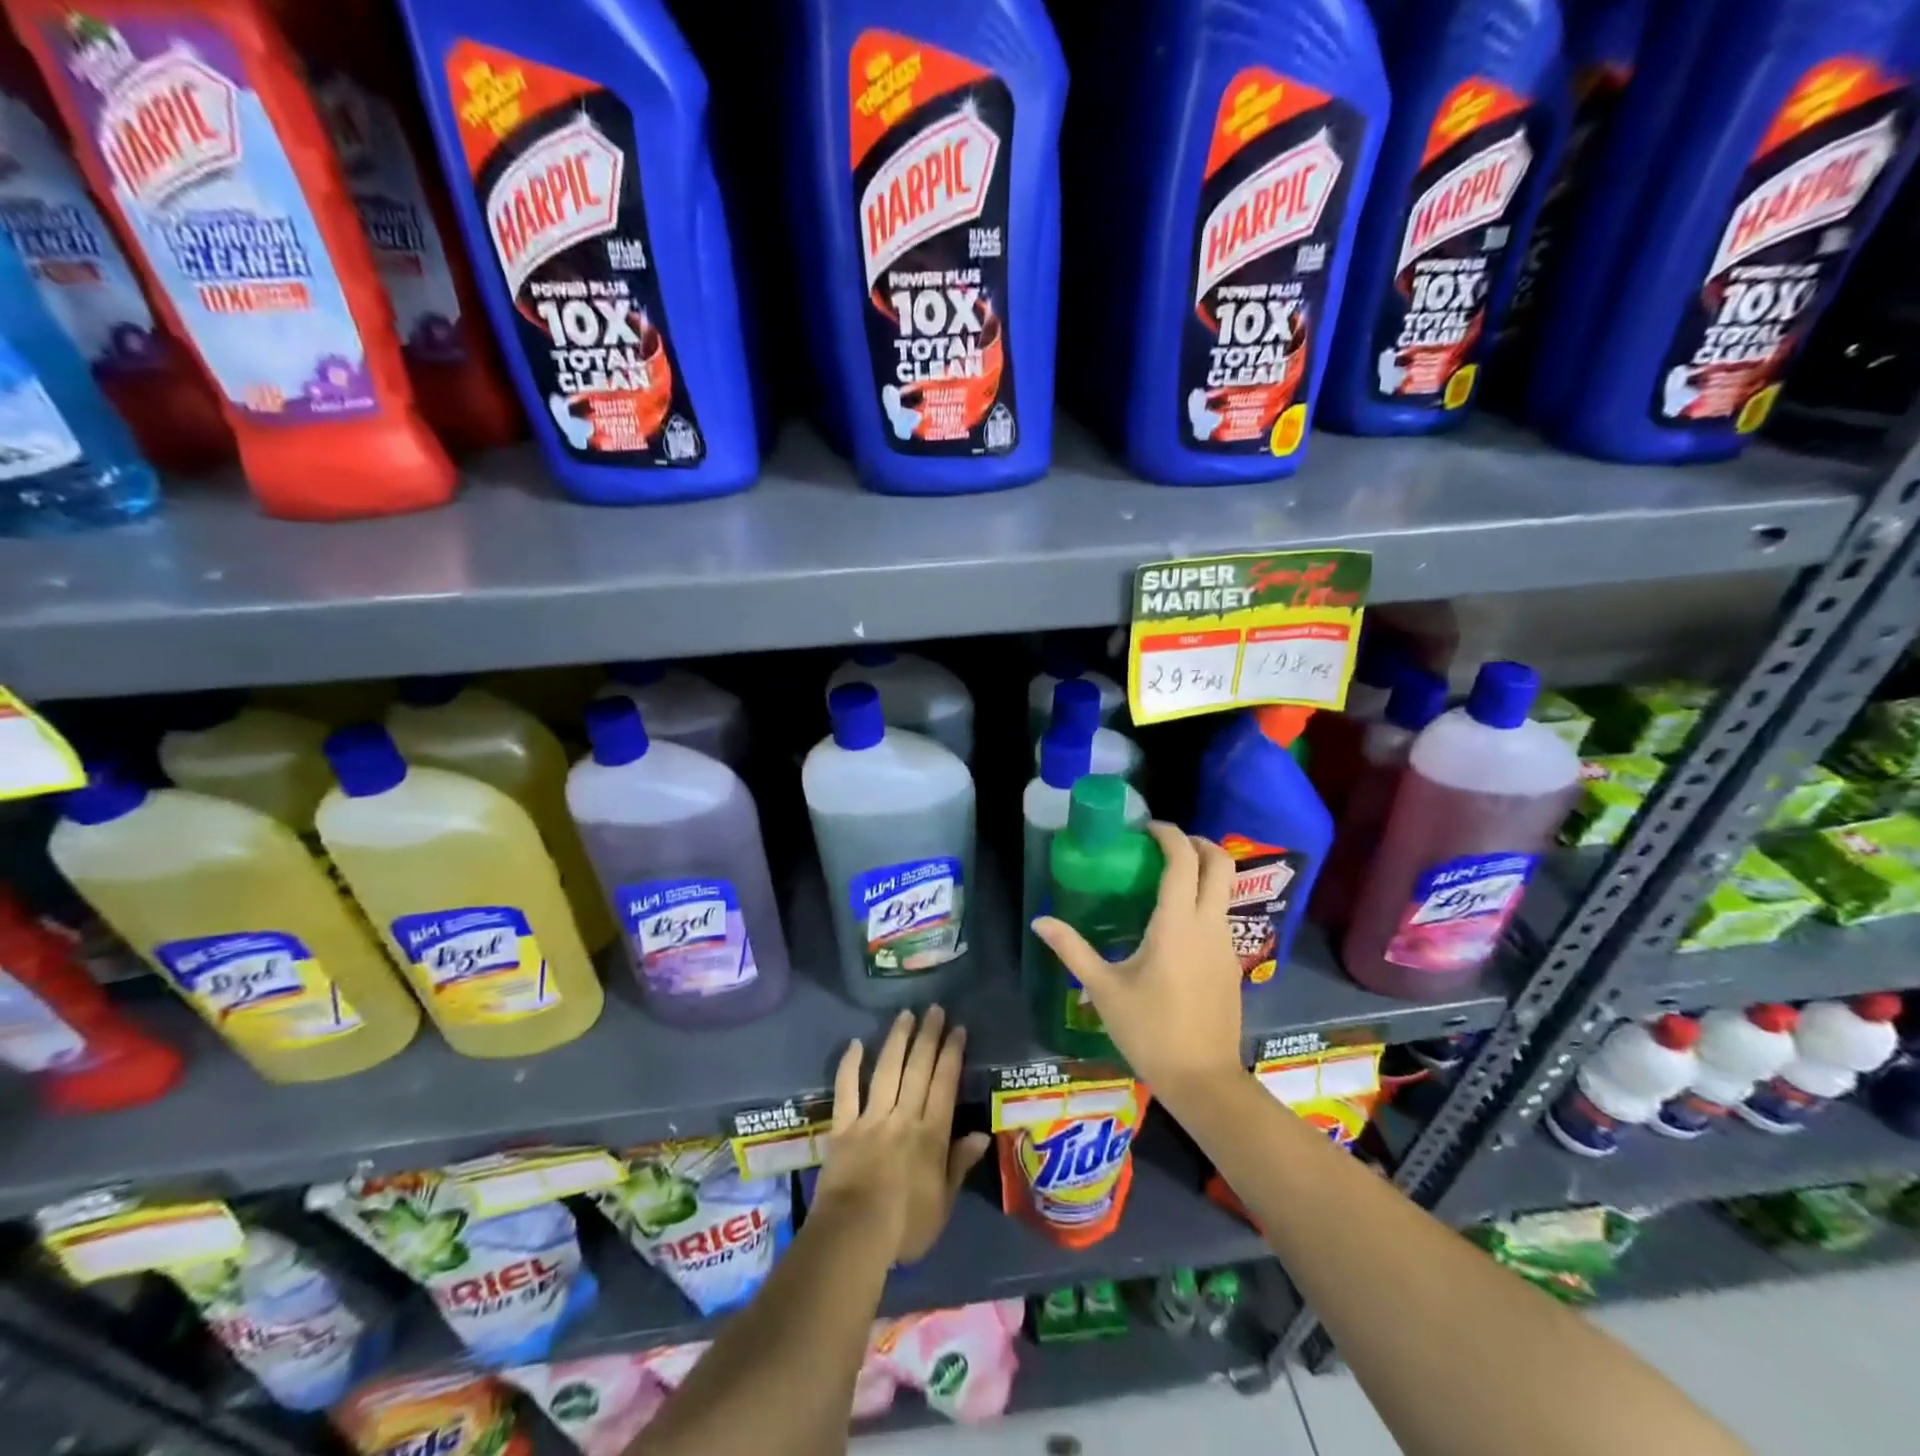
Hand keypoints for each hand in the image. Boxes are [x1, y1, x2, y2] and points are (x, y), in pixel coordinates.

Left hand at [813, 1006, 990, 1264]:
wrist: (855, 1236)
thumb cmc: (905, 1227)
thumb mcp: (943, 1203)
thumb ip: (959, 1164)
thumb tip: (981, 1133)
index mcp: (931, 1135)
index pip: (944, 1085)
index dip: (951, 1054)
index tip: (958, 1028)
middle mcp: (903, 1117)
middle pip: (918, 1070)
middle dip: (928, 1037)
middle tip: (934, 1009)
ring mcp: (871, 1119)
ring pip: (886, 1071)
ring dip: (897, 1041)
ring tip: (905, 1015)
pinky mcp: (842, 1128)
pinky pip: (845, 1091)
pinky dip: (849, 1067)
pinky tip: (854, 1044)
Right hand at [1032, 822, 1245, 1103]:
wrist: (1204, 1080)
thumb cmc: (1150, 1031)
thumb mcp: (1103, 989)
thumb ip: (1072, 950)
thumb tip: (1040, 922)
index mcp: (1177, 924)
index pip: (1183, 861)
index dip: (1168, 835)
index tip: (1146, 828)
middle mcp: (1208, 924)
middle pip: (1220, 864)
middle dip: (1197, 843)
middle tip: (1165, 844)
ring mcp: (1225, 943)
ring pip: (1225, 889)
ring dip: (1203, 871)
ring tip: (1166, 878)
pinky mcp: (1232, 962)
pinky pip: (1222, 914)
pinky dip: (1205, 899)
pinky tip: (1176, 921)